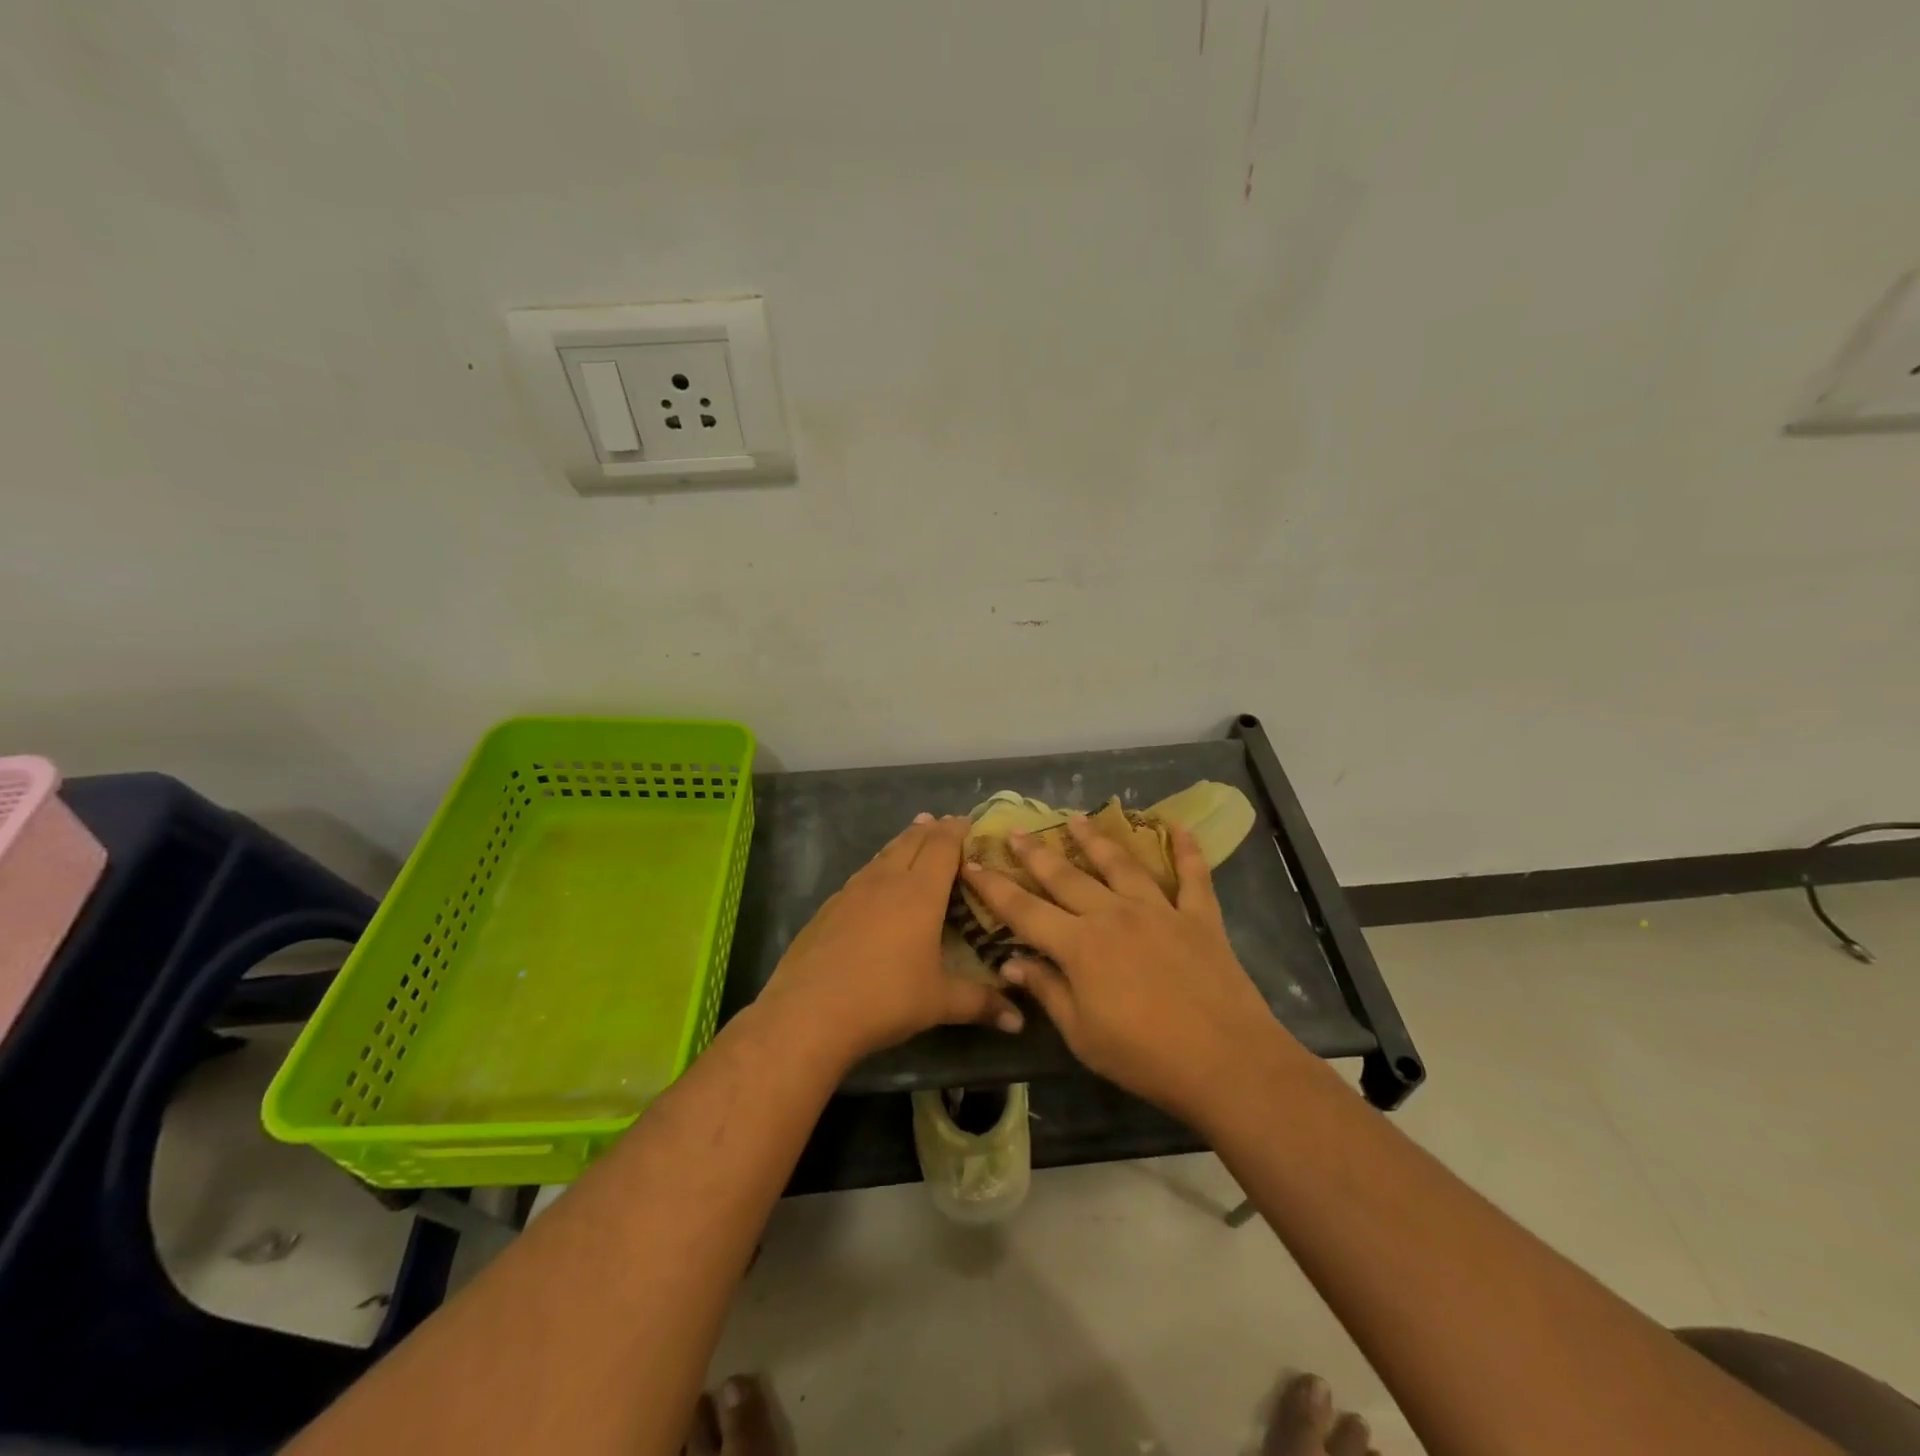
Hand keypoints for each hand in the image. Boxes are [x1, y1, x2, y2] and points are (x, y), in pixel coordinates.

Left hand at [761, 814, 1023, 1068]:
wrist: (808, 1012)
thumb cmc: (884, 999)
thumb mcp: (939, 1003)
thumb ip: (981, 1003)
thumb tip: (1019, 1021)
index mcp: (919, 893)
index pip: (942, 846)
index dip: (957, 831)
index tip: (970, 823)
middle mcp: (886, 881)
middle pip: (912, 840)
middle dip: (932, 829)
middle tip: (946, 823)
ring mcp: (852, 891)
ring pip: (884, 853)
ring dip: (904, 841)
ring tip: (915, 835)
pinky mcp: (828, 907)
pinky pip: (863, 874)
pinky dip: (879, 866)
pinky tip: (877, 881)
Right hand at [960, 816, 1284, 1121]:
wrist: (1225, 1062)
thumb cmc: (1144, 1057)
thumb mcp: (1082, 1034)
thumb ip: (1046, 990)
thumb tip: (1009, 962)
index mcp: (1080, 945)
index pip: (1024, 910)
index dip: (994, 887)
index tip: (972, 864)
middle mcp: (1113, 914)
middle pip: (1066, 876)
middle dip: (1035, 854)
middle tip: (1016, 832)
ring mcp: (1159, 910)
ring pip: (1120, 864)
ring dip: (1095, 839)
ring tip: (1076, 818)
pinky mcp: (1199, 917)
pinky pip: (1192, 876)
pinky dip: (1186, 850)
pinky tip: (1178, 826)